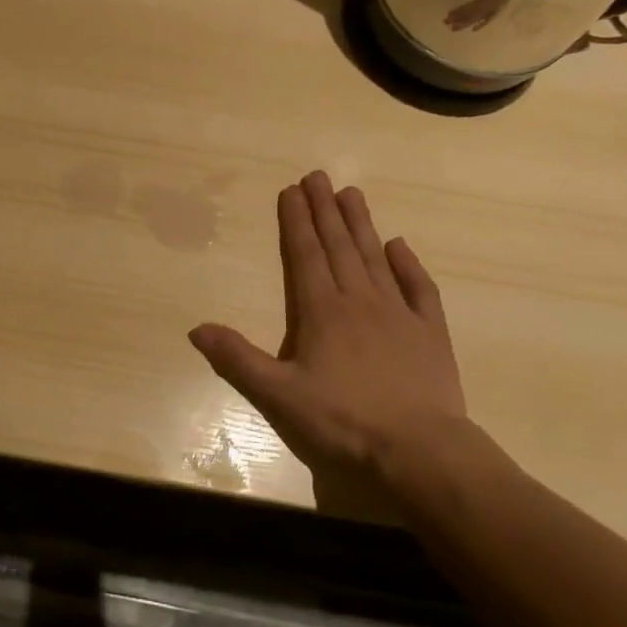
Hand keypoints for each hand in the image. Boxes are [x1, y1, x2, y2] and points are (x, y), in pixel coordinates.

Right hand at [188, 172, 466, 516]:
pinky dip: (409, 264)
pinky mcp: (430, 333)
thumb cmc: (343, 422)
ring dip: (361, 225)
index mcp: (321, 311)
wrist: (421, 451)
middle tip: (318, 175)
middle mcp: (359, 301)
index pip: (304, 255)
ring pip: (375, 258)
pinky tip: (400, 245)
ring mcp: (399, 314)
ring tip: (351, 194)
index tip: (291, 190)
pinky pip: (419, 288)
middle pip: (338, 246)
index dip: (295, 221)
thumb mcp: (279, 396)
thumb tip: (196, 328)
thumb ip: (237, 359)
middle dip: (324, 210)